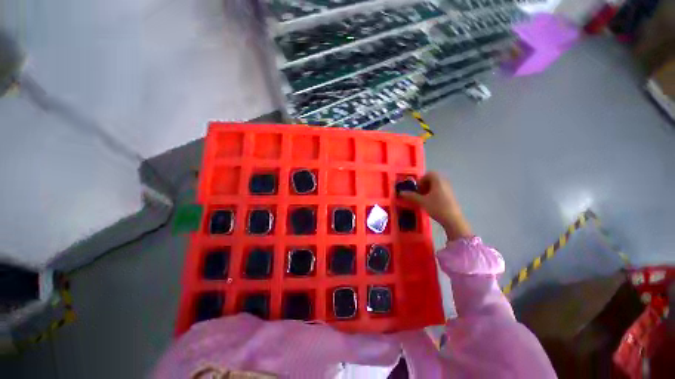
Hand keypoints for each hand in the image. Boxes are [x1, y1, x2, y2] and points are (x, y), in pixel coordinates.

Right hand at [399, 172, 472, 240]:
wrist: (453, 220)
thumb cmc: (437, 207)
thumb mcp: (422, 202)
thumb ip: (411, 196)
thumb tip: (401, 192)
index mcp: (438, 181)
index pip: (428, 174)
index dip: (421, 180)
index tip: (416, 189)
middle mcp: (444, 183)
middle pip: (432, 180)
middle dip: (423, 186)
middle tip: (418, 195)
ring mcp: (449, 190)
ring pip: (436, 187)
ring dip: (428, 191)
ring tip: (423, 201)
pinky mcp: (451, 197)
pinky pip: (440, 192)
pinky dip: (433, 195)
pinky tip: (430, 205)